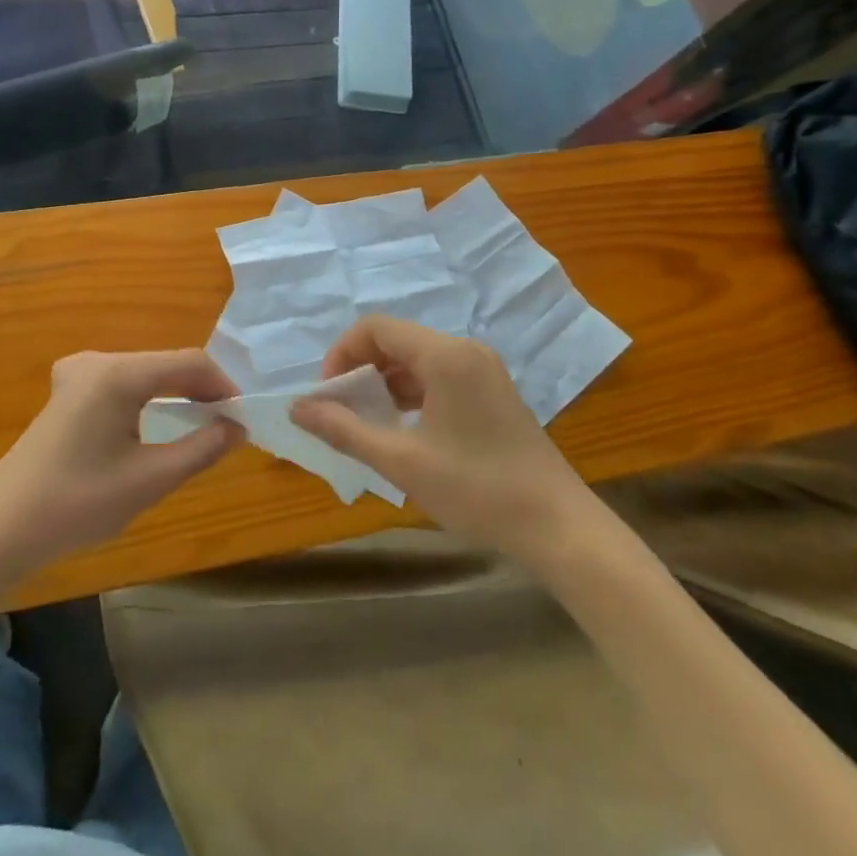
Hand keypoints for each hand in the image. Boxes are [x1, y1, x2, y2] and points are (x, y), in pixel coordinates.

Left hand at [0, 350, 243, 571]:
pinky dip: (148, 397)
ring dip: (175, 393)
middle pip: (165, 363)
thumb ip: (200, 449)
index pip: (188, 362)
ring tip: (202, 425)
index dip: (222, 385)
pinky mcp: (68, 389)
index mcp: (117, 373)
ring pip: (145, 372)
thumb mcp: (149, 480)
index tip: (243, 417)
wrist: (1, 527)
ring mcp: (78, 372)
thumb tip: (237, 428)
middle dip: (200, 389)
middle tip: (227, 425)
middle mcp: (98, 360)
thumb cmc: (77, 504)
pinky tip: (158, 422)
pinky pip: (122, 382)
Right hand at [291, 317, 593, 556]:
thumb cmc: (476, 489)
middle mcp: (464, 350)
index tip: (327, 394)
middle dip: (360, 369)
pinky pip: (438, 376)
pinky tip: (401, 428)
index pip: (375, 327)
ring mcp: (483, 369)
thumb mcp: (401, 461)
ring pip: (416, 359)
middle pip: (395, 340)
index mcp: (444, 355)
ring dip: (384, 382)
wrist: (558, 528)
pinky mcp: (492, 391)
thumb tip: (298, 408)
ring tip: (365, 422)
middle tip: (341, 410)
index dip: (341, 354)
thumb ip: (344, 430)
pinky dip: (410, 392)